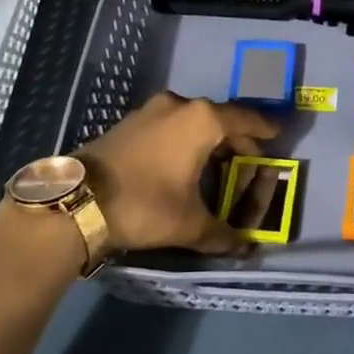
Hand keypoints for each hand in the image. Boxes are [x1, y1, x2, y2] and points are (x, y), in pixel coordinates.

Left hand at [75, 92, 278, 254]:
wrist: (77, 201)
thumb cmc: (145, 204)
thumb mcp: (189, 224)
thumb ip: (223, 234)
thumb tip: (245, 248)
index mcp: (202, 120)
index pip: (245, 120)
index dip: (264, 130)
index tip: (277, 137)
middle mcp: (179, 105)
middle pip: (220, 119)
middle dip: (237, 140)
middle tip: (249, 162)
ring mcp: (151, 111)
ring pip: (192, 120)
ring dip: (208, 140)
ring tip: (217, 165)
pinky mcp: (130, 122)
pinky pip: (170, 125)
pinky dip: (184, 139)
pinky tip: (183, 162)